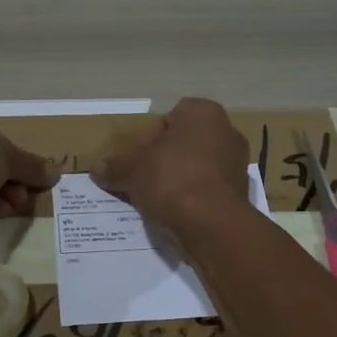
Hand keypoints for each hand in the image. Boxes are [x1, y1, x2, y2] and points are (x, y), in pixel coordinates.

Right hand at [92, 98, 247, 230]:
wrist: (210, 223)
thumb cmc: (170, 179)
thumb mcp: (132, 171)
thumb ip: (115, 166)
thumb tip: (95, 168)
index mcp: (202, 113)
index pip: (169, 117)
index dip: (149, 138)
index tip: (138, 159)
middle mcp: (226, 130)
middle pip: (185, 142)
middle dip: (165, 159)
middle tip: (144, 179)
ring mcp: (237, 162)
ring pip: (197, 166)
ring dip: (179, 179)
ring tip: (157, 199)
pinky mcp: (241, 191)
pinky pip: (208, 188)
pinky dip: (194, 196)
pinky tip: (176, 212)